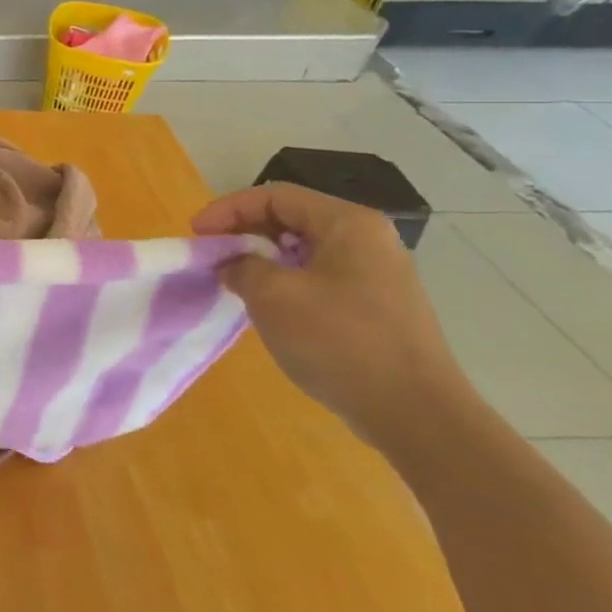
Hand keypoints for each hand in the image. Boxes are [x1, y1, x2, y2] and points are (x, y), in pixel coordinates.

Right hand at [192, 183, 472, 442]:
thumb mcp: (272, 295)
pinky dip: (285, 281)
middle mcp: (368, 240)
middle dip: (244, 232)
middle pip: (291, 218)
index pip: (274, 196)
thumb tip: (232, 263)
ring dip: (262, 258)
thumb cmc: (340, 341)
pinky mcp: (377, 306)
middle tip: (211, 255)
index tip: (196, 235)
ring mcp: (377, 274)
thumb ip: (241, 265)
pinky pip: (319, 276)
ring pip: (304, 249)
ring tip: (232, 279)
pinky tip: (267, 305)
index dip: (228, 209)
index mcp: (349, 225)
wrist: (415, 415)